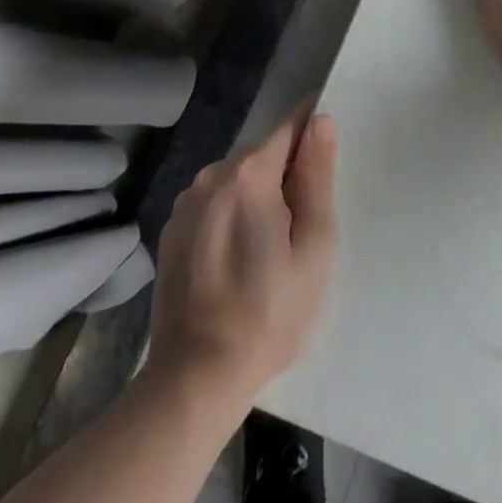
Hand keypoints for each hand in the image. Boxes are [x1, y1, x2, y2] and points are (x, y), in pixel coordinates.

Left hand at [146, 109, 337, 396]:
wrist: (195, 380)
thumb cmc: (270, 312)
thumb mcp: (314, 245)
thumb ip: (317, 176)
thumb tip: (320, 122)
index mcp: (250, 173)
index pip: (291, 125)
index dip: (314, 129)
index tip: (330, 154)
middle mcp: (213, 175)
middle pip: (264, 153)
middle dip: (288, 172)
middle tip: (305, 221)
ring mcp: (187, 204)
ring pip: (238, 178)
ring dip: (259, 194)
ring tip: (272, 245)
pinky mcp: (172, 232)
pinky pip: (215, 203)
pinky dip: (233, 214)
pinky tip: (240, 257)